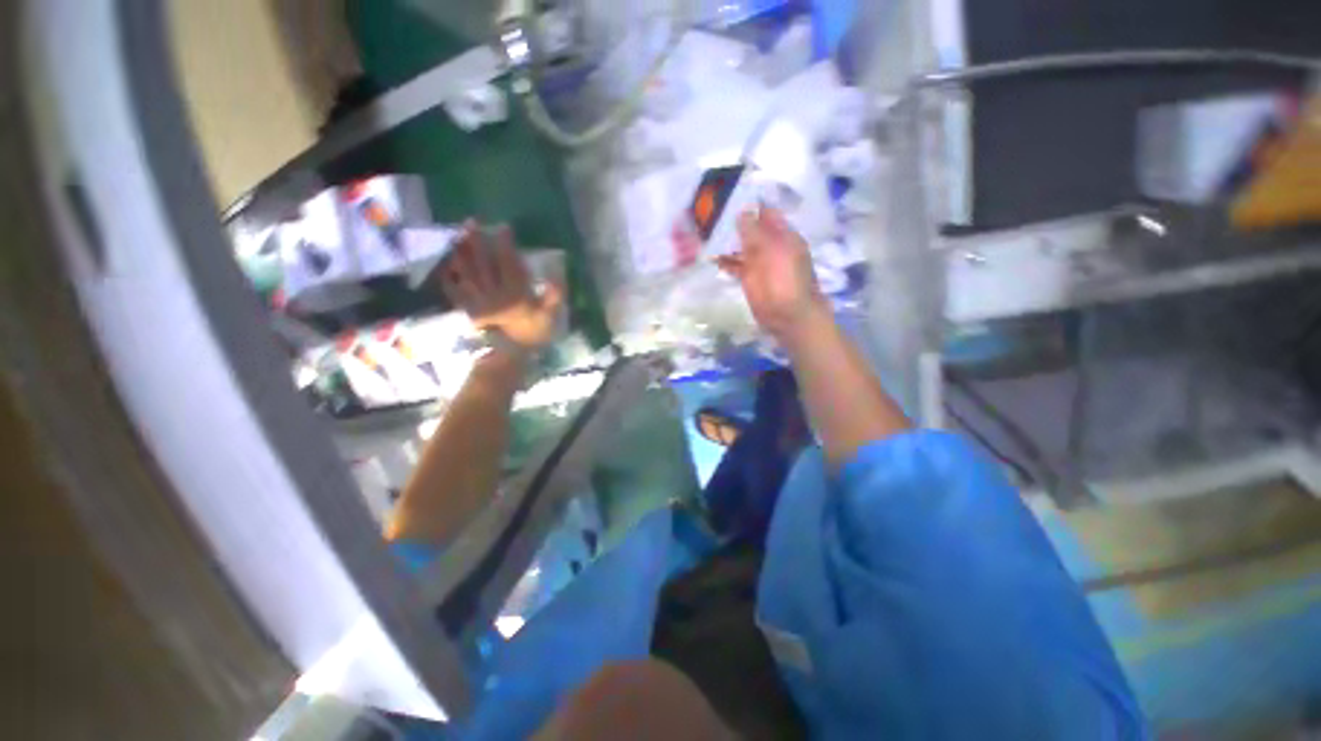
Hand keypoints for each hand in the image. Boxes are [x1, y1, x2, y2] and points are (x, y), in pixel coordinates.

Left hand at [440, 221, 562, 349]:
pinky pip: (454, 291)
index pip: (508, 262)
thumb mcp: (551, 316)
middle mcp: (493, 291)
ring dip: (461, 252)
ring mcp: (478, 300)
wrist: (510, 357)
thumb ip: (554, 294)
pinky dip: (448, 278)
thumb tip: (556, 271)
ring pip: (466, 272)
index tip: (502, 227)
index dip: (505, 243)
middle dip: (477, 241)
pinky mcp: (469, 309)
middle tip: (471, 222)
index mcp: (515, 292)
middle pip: (483, 262)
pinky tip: (446, 267)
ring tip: (457, 237)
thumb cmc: (533, 335)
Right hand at [717, 207, 828, 345]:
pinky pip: (734, 264)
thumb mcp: (772, 250)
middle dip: (732, 221)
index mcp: (782, 234)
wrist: (788, 314)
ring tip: (703, 231)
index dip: (749, 203)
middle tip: (708, 212)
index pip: (764, 212)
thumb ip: (755, 232)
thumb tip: (741, 212)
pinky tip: (709, 254)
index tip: (727, 195)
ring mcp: (758, 262)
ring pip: (740, 246)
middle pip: (750, 228)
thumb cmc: (785, 279)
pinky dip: (723, 259)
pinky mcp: (748, 277)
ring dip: (725, 240)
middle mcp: (770, 245)